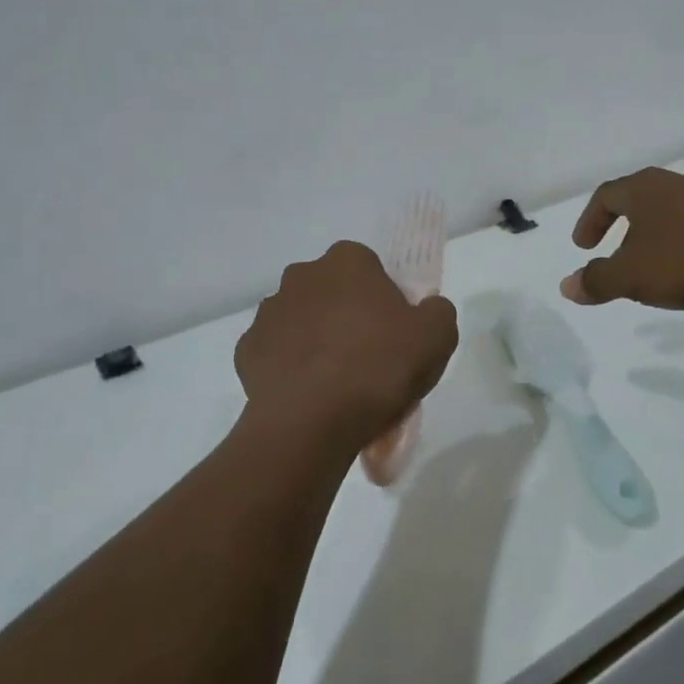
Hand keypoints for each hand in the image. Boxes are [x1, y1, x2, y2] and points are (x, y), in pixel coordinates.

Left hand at [236, 241, 458, 463]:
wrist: (313, 421)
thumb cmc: (380, 366)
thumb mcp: (438, 335)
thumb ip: (437, 311)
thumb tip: (426, 310)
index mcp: (346, 261)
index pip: (369, 267)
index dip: (383, 298)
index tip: (394, 332)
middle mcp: (301, 276)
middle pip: (332, 292)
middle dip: (346, 316)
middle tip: (369, 358)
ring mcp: (268, 313)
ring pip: (301, 322)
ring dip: (316, 341)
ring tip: (337, 385)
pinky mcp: (246, 351)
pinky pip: (276, 354)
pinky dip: (290, 369)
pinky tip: (309, 396)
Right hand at [561, 168, 683, 310]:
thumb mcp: (633, 276)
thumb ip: (598, 281)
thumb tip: (567, 286)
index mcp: (644, 190)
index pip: (606, 196)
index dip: (590, 220)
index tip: (583, 246)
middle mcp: (676, 185)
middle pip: (640, 200)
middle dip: (623, 226)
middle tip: (614, 253)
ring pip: (673, 214)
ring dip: (657, 237)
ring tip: (654, 266)